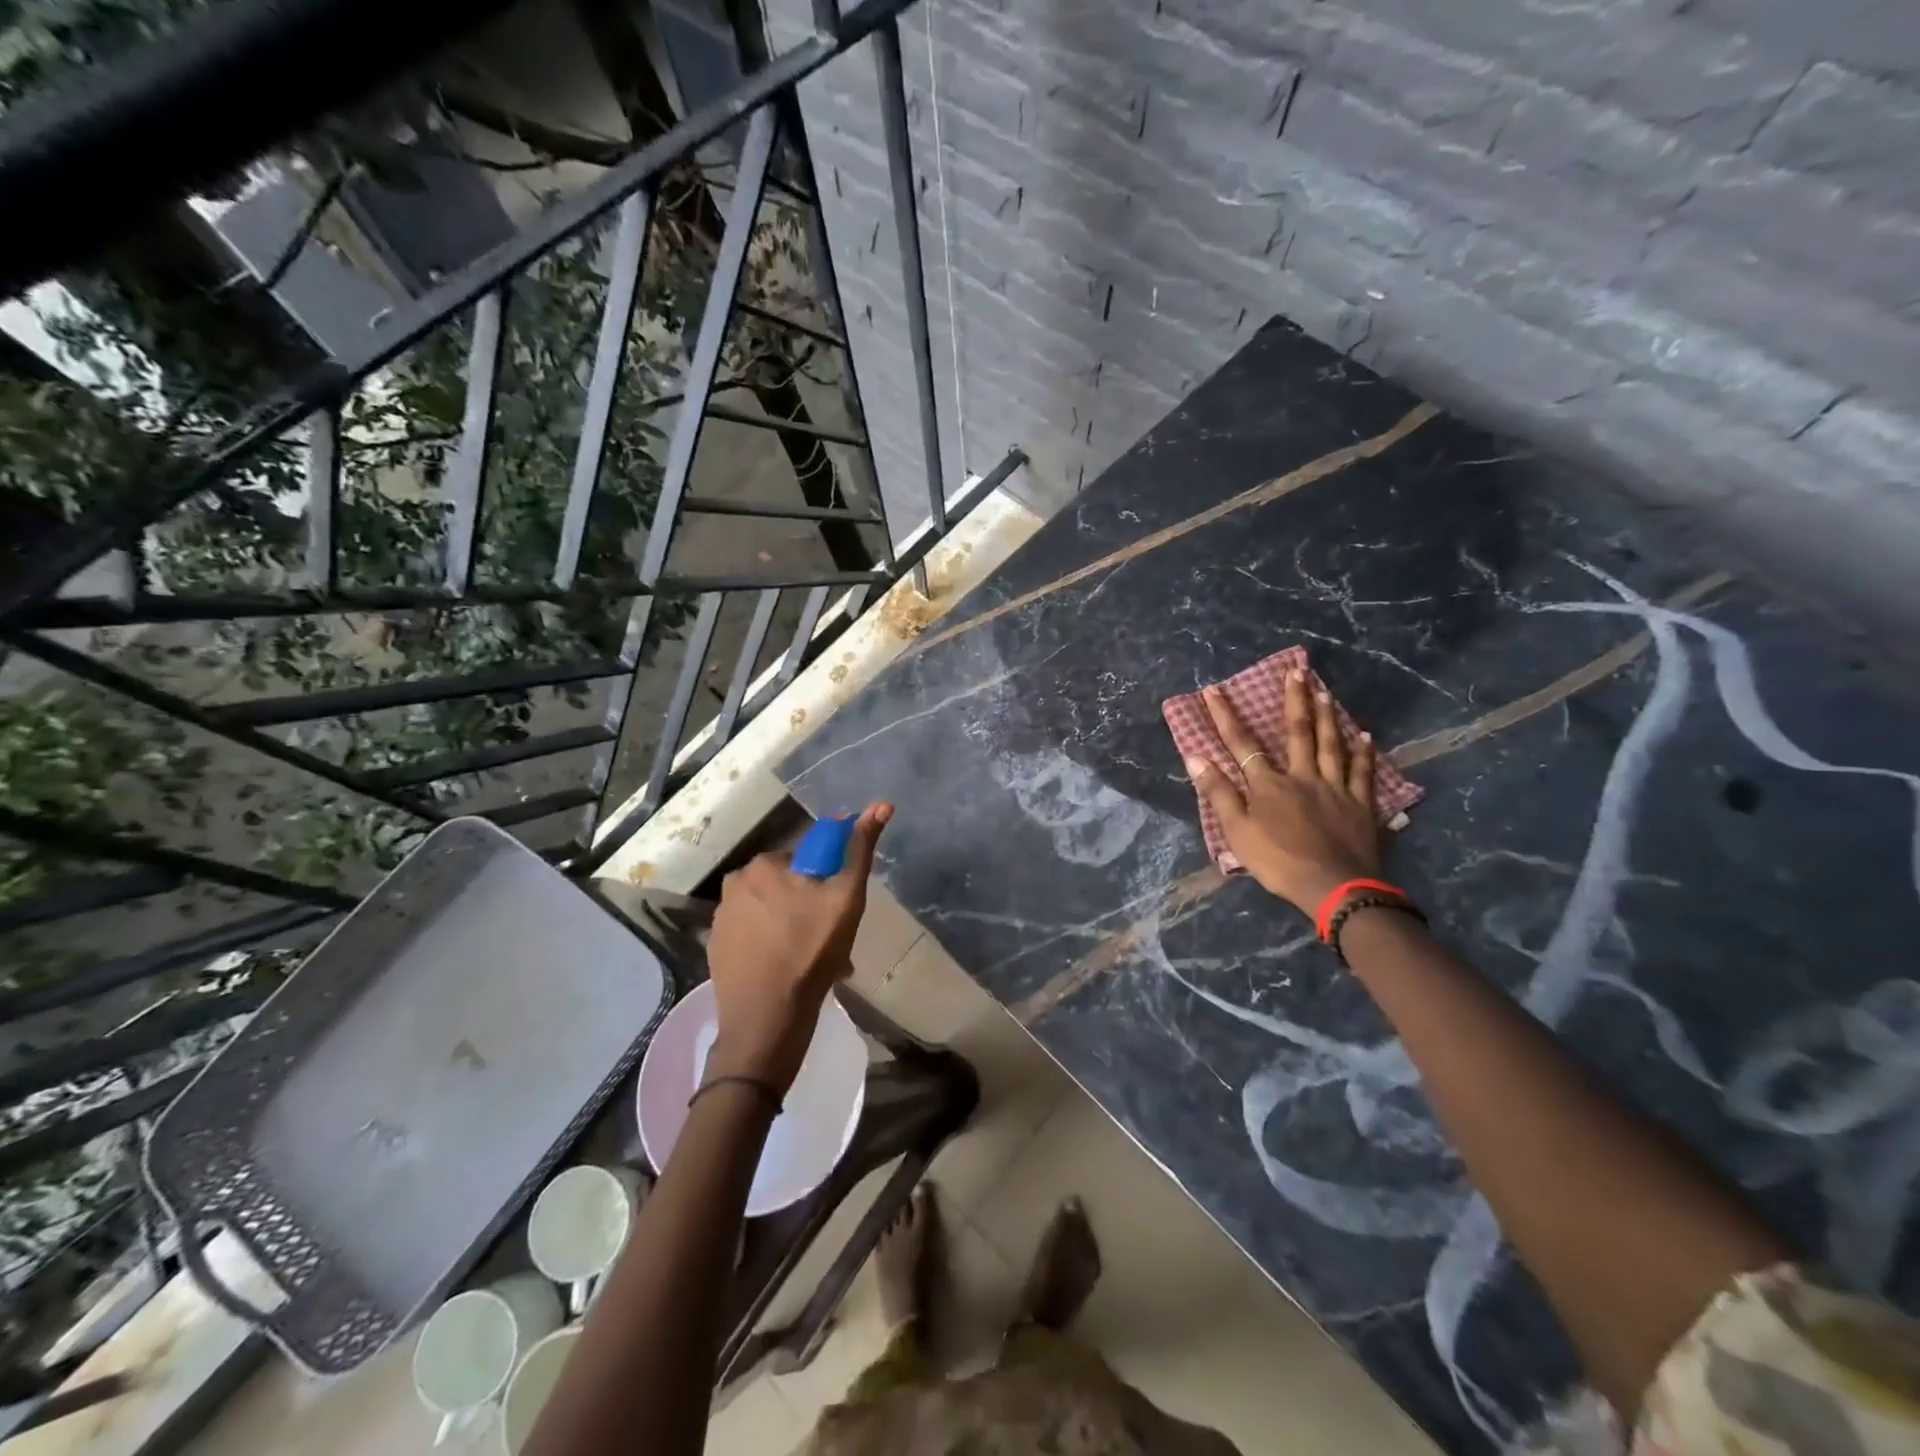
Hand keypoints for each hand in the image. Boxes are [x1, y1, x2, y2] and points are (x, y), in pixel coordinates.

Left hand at [704, 803, 891, 1092]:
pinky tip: (788, 969)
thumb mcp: (846, 897)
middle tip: (830, 937)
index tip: (836, 910)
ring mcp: (720, 919)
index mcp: (762, 866)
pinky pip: (753, 936)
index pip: (806, 860)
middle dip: (809, 905)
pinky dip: (771, 945)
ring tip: (813, 959)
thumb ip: (861, 849)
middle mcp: (734, 884)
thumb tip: (881, 804)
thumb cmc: (810, 952)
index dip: (827, 883)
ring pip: (770, 912)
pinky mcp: (715, 949)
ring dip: (791, 926)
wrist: (767, 1020)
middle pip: (787, 886)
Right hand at [1184, 670, 1382, 914]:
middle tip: (1296, 671)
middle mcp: (1302, 776)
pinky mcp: (1360, 804)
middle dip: (1294, 700)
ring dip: (1328, 717)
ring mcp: (1335, 788)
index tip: (1213, 690)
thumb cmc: (1278, 861)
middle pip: (1297, 733)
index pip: (1242, 744)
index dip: (1225, 716)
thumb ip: (1219, 792)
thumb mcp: (1237, 831)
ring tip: (1326, 691)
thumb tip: (1195, 756)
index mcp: (1269, 784)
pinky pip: (1363, 773)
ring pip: (1332, 745)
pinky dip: (1364, 753)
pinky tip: (1366, 736)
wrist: (1334, 887)